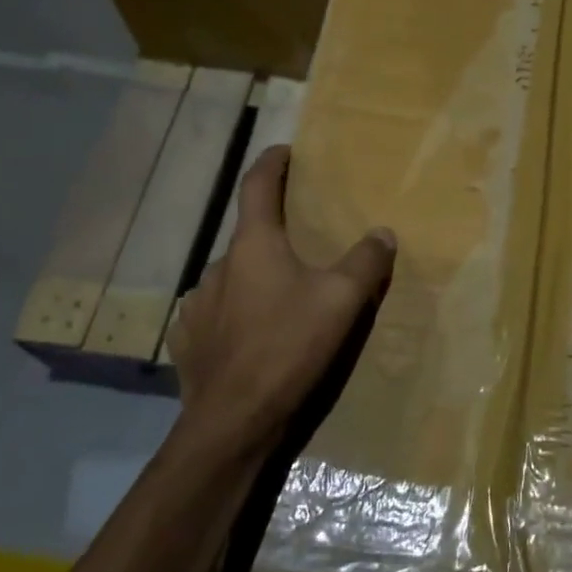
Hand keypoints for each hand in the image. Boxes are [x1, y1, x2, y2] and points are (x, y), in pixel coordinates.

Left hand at [165, 145, 394, 460]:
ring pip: (232, 278)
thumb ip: (365, 261)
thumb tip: (382, 233)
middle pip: (248, 237)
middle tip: (303, 249)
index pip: (257, 186)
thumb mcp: (341, 301)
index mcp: (253, 245)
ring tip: (281, 299)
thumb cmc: (289, 347)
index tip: (285, 151)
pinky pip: (216, 314)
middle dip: (274, 235)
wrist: (234, 420)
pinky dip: (235, 314)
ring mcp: (197, 305)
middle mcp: (218, 266)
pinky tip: (251, 335)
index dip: (273, 163)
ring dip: (255, 279)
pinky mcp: (189, 341)